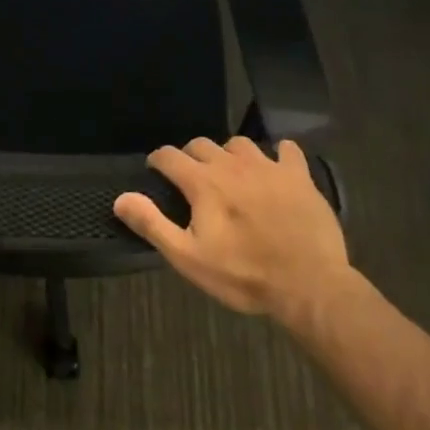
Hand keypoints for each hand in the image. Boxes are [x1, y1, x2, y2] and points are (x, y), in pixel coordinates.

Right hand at [114, 136, 354, 323]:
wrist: (309, 286)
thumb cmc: (244, 275)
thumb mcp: (189, 258)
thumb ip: (152, 224)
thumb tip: (120, 198)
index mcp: (203, 182)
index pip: (169, 156)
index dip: (158, 161)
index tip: (155, 172)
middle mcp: (232, 164)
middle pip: (202, 144)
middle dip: (191, 157)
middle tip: (192, 180)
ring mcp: (268, 166)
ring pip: (239, 144)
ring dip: (229, 155)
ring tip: (231, 175)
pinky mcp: (299, 176)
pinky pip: (286, 149)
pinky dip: (277, 154)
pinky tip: (276, 168)